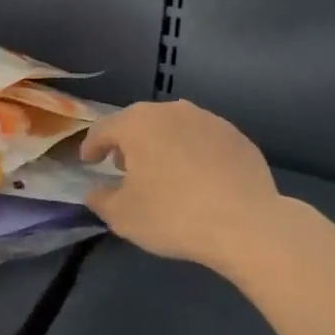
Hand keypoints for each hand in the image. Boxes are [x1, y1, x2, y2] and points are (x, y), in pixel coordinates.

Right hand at [80, 100, 283, 274]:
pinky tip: (198, 177)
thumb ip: (101, 199)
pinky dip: (193, 153)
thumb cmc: (173, 216)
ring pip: (173, 127)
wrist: (246, 223)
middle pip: (139, 122)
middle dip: (128, 143)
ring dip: (162, 144)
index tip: (88, 161)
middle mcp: (171, 111)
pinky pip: (203, 140)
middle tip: (124, 166)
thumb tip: (94, 191)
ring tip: (163, 171)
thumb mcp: (123, 216)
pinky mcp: (235, 135)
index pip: (104, 129)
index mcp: (137, 123)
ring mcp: (207, 119)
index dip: (92, 146)